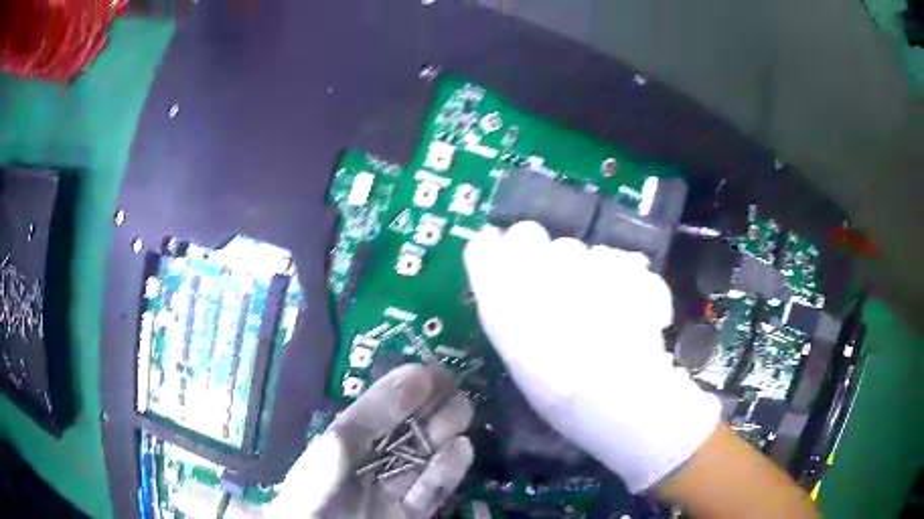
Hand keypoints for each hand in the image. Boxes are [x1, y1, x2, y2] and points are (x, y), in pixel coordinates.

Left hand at [266, 364, 473, 517]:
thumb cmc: (309, 514)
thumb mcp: (311, 483)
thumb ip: (335, 453)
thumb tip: (363, 419)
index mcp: (333, 455)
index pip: (364, 419)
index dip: (391, 395)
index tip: (422, 372)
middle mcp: (363, 471)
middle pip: (397, 436)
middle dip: (425, 409)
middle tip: (453, 385)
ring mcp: (387, 495)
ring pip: (417, 460)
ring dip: (440, 434)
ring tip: (463, 409)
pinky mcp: (407, 517)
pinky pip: (429, 493)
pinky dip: (447, 471)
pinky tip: (463, 448)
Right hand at [463, 221, 720, 492]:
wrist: (618, 398)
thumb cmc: (557, 394)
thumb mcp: (518, 359)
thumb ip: (511, 315)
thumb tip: (515, 291)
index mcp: (503, 295)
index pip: (483, 247)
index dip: (494, 251)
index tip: (505, 261)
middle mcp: (537, 268)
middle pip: (529, 234)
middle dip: (541, 255)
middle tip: (560, 290)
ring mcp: (582, 260)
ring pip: (577, 249)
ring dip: (587, 270)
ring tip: (604, 310)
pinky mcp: (623, 262)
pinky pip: (617, 261)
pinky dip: (624, 280)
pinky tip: (632, 310)